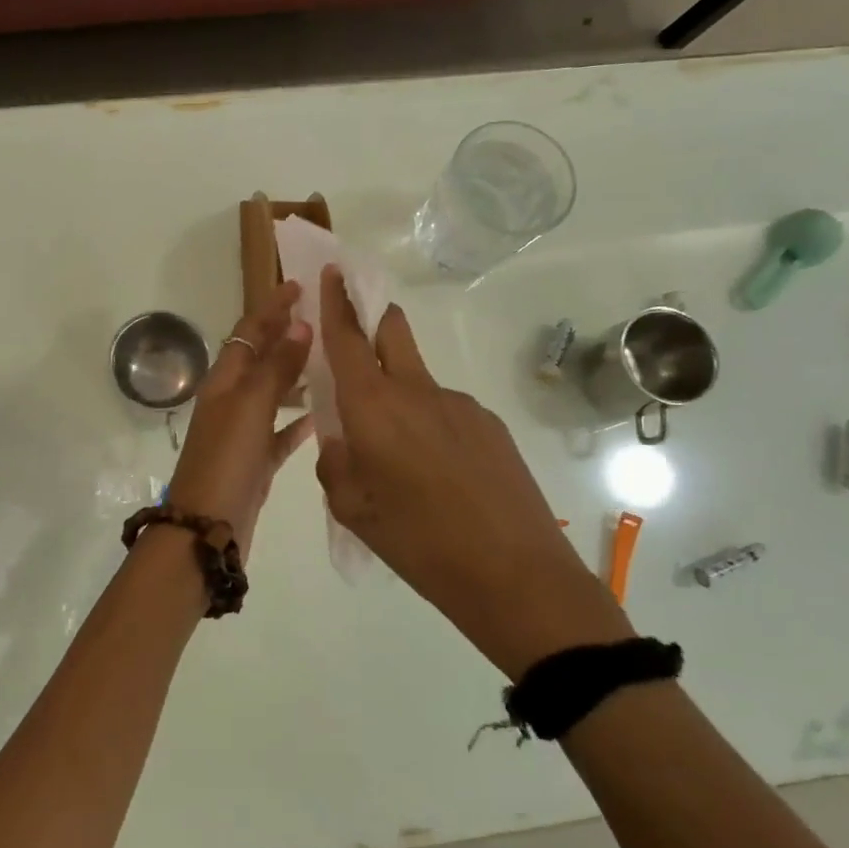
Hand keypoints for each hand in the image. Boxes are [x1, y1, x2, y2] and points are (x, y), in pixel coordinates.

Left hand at [167, 281, 314, 555]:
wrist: (206, 529)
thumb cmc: (226, 460)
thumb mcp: (251, 407)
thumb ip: (275, 367)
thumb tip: (300, 326)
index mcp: (224, 381)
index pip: (249, 332)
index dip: (271, 308)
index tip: (298, 285)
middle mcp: (231, 401)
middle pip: (260, 358)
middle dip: (285, 336)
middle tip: (321, 319)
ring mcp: (242, 432)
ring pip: (273, 393)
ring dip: (295, 375)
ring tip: (329, 360)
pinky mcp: (256, 460)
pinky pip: (280, 431)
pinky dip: (298, 420)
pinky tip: (322, 415)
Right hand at [314, 266, 625, 669]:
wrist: (516, 576)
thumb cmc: (420, 545)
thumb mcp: (353, 511)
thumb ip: (335, 464)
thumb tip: (340, 439)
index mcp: (373, 409)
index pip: (348, 339)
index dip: (336, 303)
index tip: (332, 271)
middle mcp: (416, 392)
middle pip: (392, 332)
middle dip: (372, 315)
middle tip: (358, 318)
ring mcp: (459, 404)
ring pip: (417, 379)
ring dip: (399, 392)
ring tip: (400, 454)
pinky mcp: (490, 423)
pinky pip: (446, 410)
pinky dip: (430, 423)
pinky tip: (439, 473)